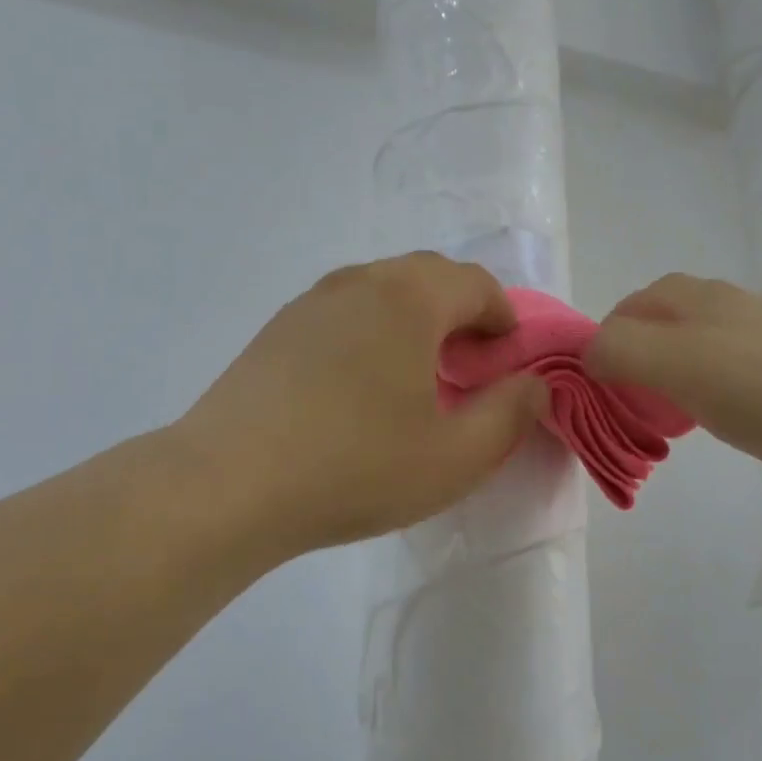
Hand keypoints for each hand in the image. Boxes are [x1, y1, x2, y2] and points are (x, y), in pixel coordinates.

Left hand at [171, 253, 548, 559]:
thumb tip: (533, 384)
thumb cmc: (355, 467)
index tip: (506, 359)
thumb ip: (511, 414)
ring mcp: (311, 301)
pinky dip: (370, 331)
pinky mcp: (277, 329)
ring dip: (413, 319)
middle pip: (428, 276)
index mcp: (410, 298)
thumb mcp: (455, 457)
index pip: (475, 283)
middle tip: (467, 367)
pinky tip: (357, 387)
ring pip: (381, 290)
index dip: (503, 317)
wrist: (227, 484)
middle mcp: (360, 282)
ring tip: (414, 375)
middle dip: (460, 312)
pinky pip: (343, 312)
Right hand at [585, 273, 761, 498]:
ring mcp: (756, 335)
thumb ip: (618, 349)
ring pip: (689, 349)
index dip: (603, 345)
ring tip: (662, 415)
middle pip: (656, 325)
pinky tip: (709, 419)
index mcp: (692, 295)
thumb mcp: (673, 361)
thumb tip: (591, 357)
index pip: (624, 309)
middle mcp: (721, 304)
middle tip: (626, 402)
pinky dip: (700, 392)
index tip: (600, 390)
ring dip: (665, 378)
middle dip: (632, 360)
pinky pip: (721, 373)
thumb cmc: (759, 387)